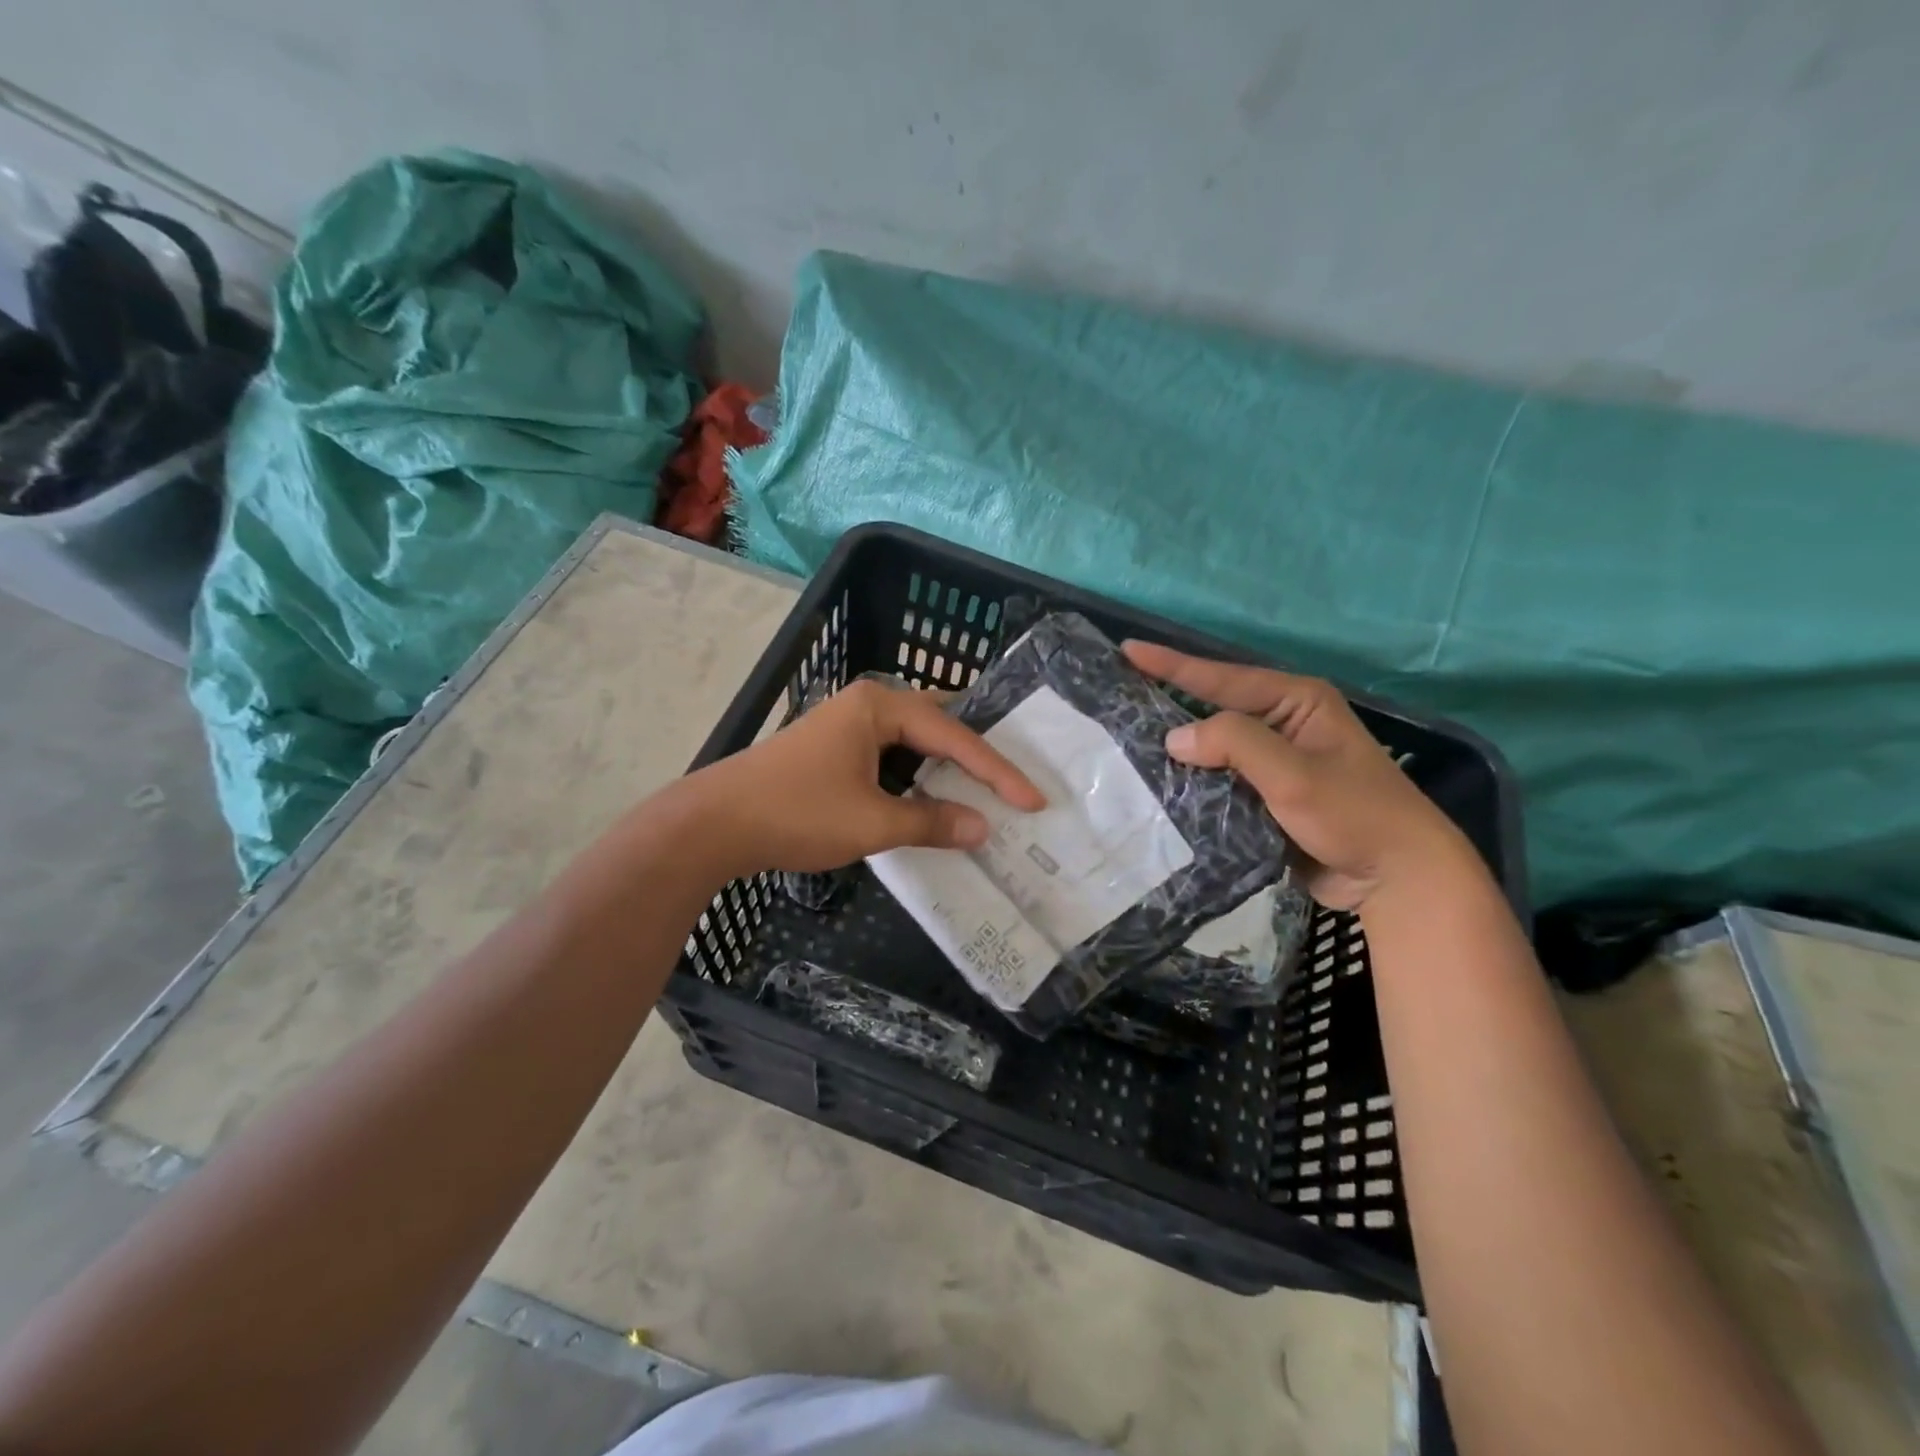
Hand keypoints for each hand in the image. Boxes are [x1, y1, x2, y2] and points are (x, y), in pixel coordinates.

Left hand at [692, 678, 1044, 877]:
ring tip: (985, 785)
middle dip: (976, 754)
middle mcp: (866, 703)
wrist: (714, 824)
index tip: (1033, 799)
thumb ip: (931, 821)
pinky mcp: (833, 749)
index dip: (997, 771)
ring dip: (946, 764)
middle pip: (938, 724)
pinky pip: (891, 754)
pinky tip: (932, 794)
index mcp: (880, 706)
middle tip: (1015, 777)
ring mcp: (846, 725)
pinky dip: (917, 774)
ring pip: (913, 739)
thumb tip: (983, 828)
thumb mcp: (872, 822)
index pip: (954, 735)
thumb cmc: (797, 813)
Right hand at [1123, 641, 1466, 910]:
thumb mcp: (1294, 774)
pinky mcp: (1266, 796)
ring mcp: (1274, 762)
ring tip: (1124, 740)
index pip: (1223, 678)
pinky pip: (1219, 781)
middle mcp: (1283, 724)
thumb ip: (1235, 744)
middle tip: (1118, 695)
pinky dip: (1193, 782)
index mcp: (1297, 701)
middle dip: (1168, 703)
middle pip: (1214, 708)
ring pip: (1214, 748)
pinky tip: (1158, 785)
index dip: (1172, 665)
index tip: (1127, 651)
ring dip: (1177, 749)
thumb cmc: (1354, 814)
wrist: (1396, 878)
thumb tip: (1174, 738)